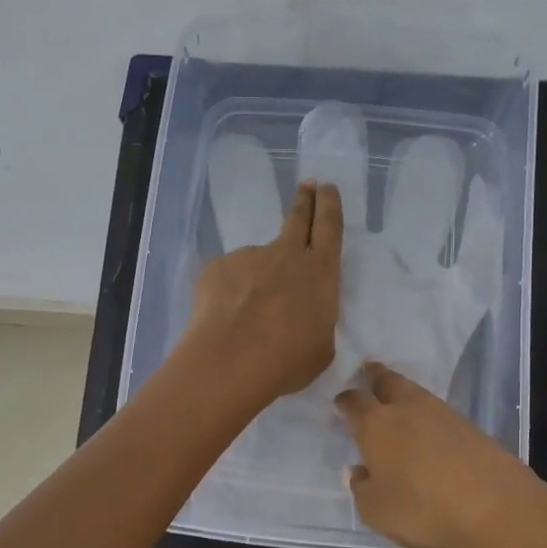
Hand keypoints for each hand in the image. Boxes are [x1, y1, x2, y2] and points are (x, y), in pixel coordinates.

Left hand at [183, 180, 343, 408]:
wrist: (229, 362)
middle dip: (304, 200)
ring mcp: (248, 257)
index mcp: (320, 273)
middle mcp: (285, 255)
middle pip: (297, 219)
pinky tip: (224, 320)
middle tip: (306, 185)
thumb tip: (300, 311)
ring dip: (256, 282)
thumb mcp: (320, 346)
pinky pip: (228, 279)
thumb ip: (315, 319)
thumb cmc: (287, 361)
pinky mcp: (217, 267)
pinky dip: (229, 296)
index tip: (326, 188)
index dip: (329, 205)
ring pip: (257, 264)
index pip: (329, 227)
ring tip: (247, 318)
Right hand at [333, 362, 546, 547]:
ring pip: (416, 393)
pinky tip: (429, 429)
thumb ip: (361, 488)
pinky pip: (439, 412)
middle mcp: (407, 409)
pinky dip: (429, 415)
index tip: (340, 402)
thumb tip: (358, 470)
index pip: (354, 402)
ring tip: (398, 401)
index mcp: (376, 425)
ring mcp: (443, 414)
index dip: (345, 401)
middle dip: (376, 375)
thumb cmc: (421, 509)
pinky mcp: (470, 426)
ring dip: (404, 393)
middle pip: (388, 381)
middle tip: (369, 371)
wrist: (493, 506)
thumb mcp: (376, 510)